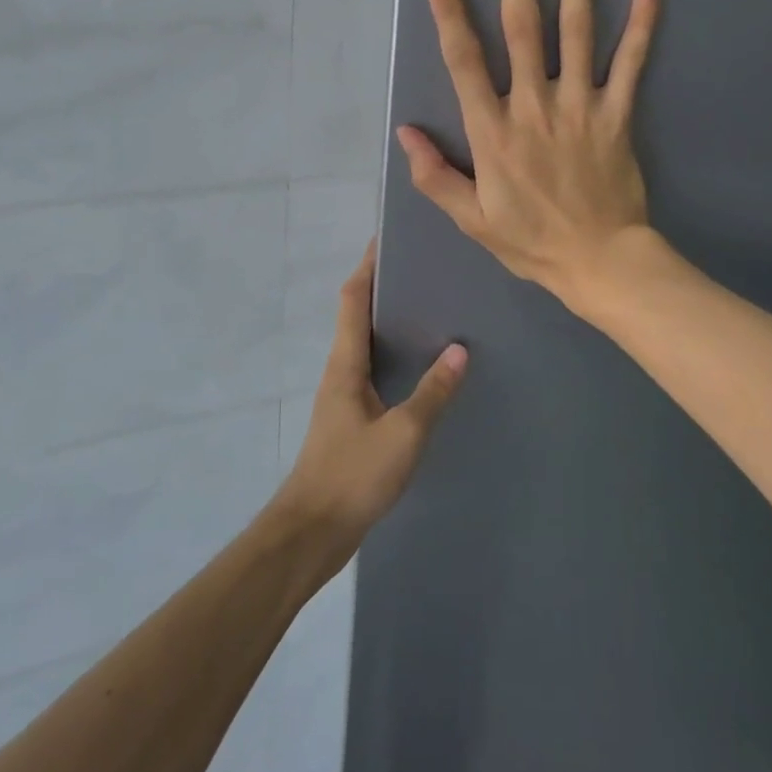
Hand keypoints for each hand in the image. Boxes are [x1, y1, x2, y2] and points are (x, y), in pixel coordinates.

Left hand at [270, 244, 467, 569]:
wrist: (312, 532)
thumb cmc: (352, 475)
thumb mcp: (402, 434)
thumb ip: (432, 393)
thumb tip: (459, 350)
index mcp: (345, 364)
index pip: (351, 299)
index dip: (366, 266)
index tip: (386, 239)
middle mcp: (340, 371)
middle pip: (357, 315)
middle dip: (382, 288)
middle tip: (422, 270)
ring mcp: (343, 397)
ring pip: (365, 344)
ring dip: (388, 322)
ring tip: (428, 308)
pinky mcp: (351, 420)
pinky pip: (373, 372)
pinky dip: (393, 356)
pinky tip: (420, 367)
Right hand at [395, 0, 660, 308]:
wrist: (600, 262)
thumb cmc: (530, 241)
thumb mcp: (471, 219)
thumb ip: (434, 175)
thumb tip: (404, 133)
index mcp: (493, 132)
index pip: (464, 61)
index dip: (451, 13)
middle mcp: (534, 107)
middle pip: (522, 29)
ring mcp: (580, 106)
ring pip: (576, 32)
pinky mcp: (617, 115)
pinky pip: (631, 63)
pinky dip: (642, 24)